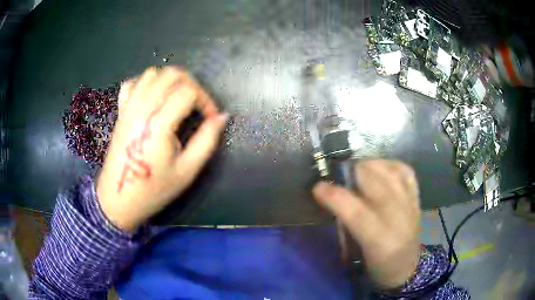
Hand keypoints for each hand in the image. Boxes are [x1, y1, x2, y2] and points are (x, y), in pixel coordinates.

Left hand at [97, 66, 227, 231]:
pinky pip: (134, 83)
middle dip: (192, 84)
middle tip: (198, 104)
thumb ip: (207, 140)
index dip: (205, 100)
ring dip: (171, 80)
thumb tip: (221, 116)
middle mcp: (142, 109)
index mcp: (158, 124)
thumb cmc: (154, 189)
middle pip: (171, 74)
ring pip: (153, 73)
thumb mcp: (187, 171)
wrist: (119, 199)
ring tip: (178, 99)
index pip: (188, 91)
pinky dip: (147, 83)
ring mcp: (129, 108)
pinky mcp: (121, 111)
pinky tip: (155, 98)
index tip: (210, 118)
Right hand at [312, 159, 420, 288]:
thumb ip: (347, 225)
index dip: (334, 195)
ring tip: (358, 170)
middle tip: (339, 178)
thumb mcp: (357, 253)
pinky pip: (405, 170)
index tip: (318, 187)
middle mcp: (398, 218)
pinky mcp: (417, 197)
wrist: (406, 267)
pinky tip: (380, 168)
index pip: (356, 212)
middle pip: (375, 182)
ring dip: (369, 165)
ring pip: (390, 170)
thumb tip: (333, 197)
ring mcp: (410, 204)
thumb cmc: (377, 265)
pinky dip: (390, 164)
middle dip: (352, 173)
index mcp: (379, 240)